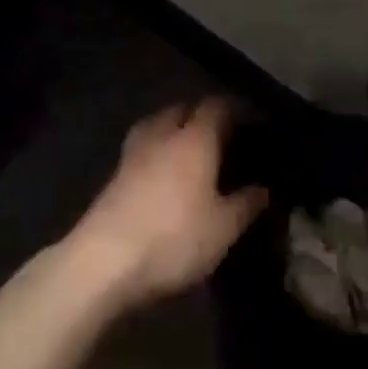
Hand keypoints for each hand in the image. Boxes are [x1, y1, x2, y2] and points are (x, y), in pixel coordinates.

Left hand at [67, 98, 268, 311]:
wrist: (104, 261)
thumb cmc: (174, 238)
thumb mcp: (223, 229)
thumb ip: (245, 205)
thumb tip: (263, 189)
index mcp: (195, 138)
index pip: (215, 107)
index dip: (232, 111)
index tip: (247, 125)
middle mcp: (163, 135)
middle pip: (182, 109)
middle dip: (199, 116)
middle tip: (218, 138)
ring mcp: (133, 153)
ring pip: (156, 125)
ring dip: (172, 130)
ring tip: (188, 150)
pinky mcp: (113, 175)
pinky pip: (141, 148)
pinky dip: (154, 152)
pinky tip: (162, 173)